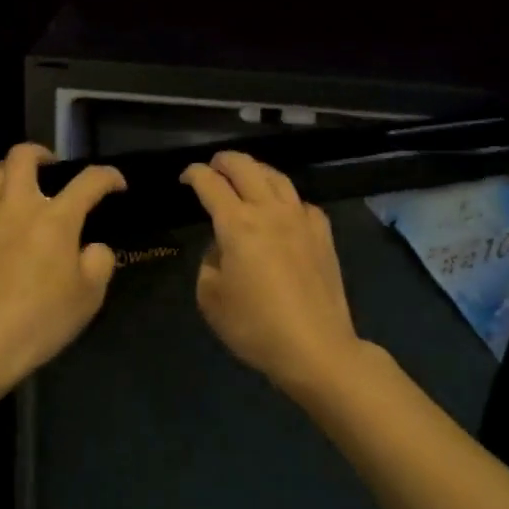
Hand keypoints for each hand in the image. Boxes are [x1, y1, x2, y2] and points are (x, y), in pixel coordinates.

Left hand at [0, 143, 126, 393]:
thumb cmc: (38, 322)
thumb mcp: (88, 297)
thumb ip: (99, 262)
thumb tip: (92, 247)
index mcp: (54, 219)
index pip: (88, 181)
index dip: (108, 177)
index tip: (117, 185)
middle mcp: (16, 207)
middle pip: (22, 156)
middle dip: (42, 154)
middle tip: (55, 170)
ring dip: (12, 175)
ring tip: (24, 194)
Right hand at [181, 150, 364, 397]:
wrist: (316, 347)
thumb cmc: (255, 326)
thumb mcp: (211, 299)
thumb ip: (209, 263)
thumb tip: (222, 248)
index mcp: (237, 224)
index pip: (210, 184)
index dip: (193, 174)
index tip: (185, 177)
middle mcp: (270, 211)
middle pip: (246, 167)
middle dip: (224, 161)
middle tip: (213, 167)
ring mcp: (301, 219)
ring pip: (277, 177)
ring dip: (256, 170)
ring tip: (246, 177)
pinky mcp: (323, 233)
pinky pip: (300, 202)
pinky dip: (284, 198)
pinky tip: (281, 211)